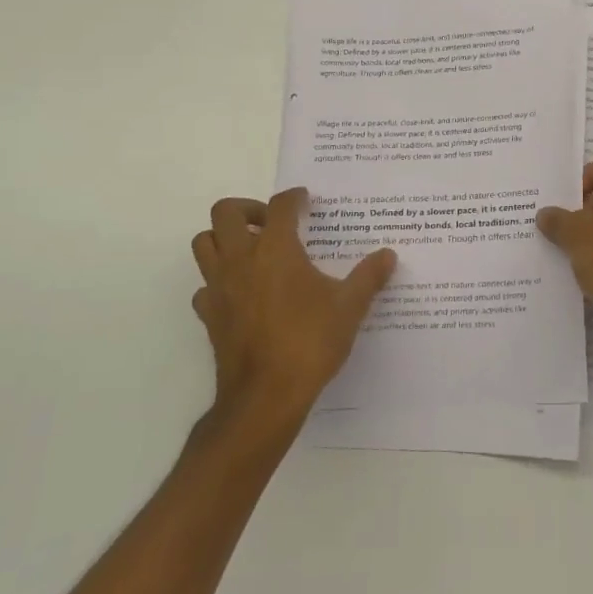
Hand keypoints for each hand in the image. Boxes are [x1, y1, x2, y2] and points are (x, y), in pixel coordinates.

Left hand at [190, 188, 396, 418]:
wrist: (266, 395)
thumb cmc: (310, 342)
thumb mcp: (350, 307)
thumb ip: (369, 277)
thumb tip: (388, 255)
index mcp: (276, 249)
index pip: (280, 206)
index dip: (294, 198)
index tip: (305, 201)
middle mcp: (241, 259)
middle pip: (225, 212)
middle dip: (248, 209)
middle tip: (271, 223)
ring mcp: (219, 287)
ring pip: (204, 243)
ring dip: (224, 238)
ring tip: (251, 251)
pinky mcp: (209, 315)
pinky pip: (204, 285)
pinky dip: (219, 280)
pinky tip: (241, 293)